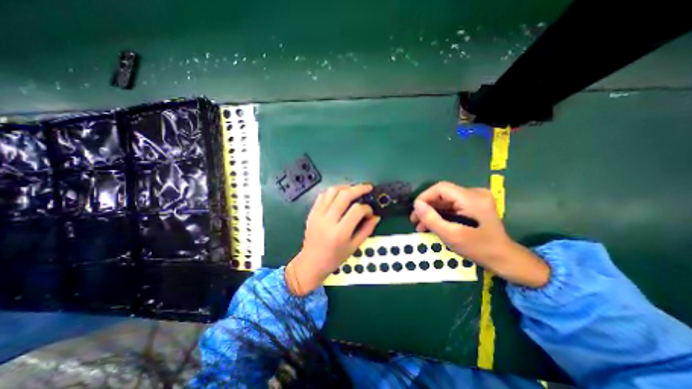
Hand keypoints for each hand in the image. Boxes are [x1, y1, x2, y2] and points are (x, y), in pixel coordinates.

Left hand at [288, 184, 382, 296]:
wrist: (311, 262)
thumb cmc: (335, 258)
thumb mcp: (354, 247)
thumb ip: (367, 230)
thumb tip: (376, 216)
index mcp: (340, 233)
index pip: (357, 210)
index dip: (367, 208)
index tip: (370, 212)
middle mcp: (328, 220)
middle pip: (344, 195)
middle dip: (359, 189)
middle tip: (368, 187)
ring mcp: (318, 215)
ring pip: (332, 191)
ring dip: (345, 187)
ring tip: (354, 189)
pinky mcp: (312, 212)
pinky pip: (322, 195)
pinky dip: (333, 191)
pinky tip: (340, 194)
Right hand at [407, 181, 548, 286]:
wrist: (504, 259)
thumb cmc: (479, 249)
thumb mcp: (452, 235)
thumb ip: (432, 219)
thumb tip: (416, 205)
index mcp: (472, 198)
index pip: (441, 188)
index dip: (425, 197)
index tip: (415, 211)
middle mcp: (475, 193)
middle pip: (442, 194)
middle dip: (427, 207)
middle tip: (415, 220)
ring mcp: (475, 198)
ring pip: (445, 200)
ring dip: (432, 212)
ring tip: (421, 225)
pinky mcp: (474, 205)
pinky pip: (451, 205)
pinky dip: (440, 214)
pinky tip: (432, 224)